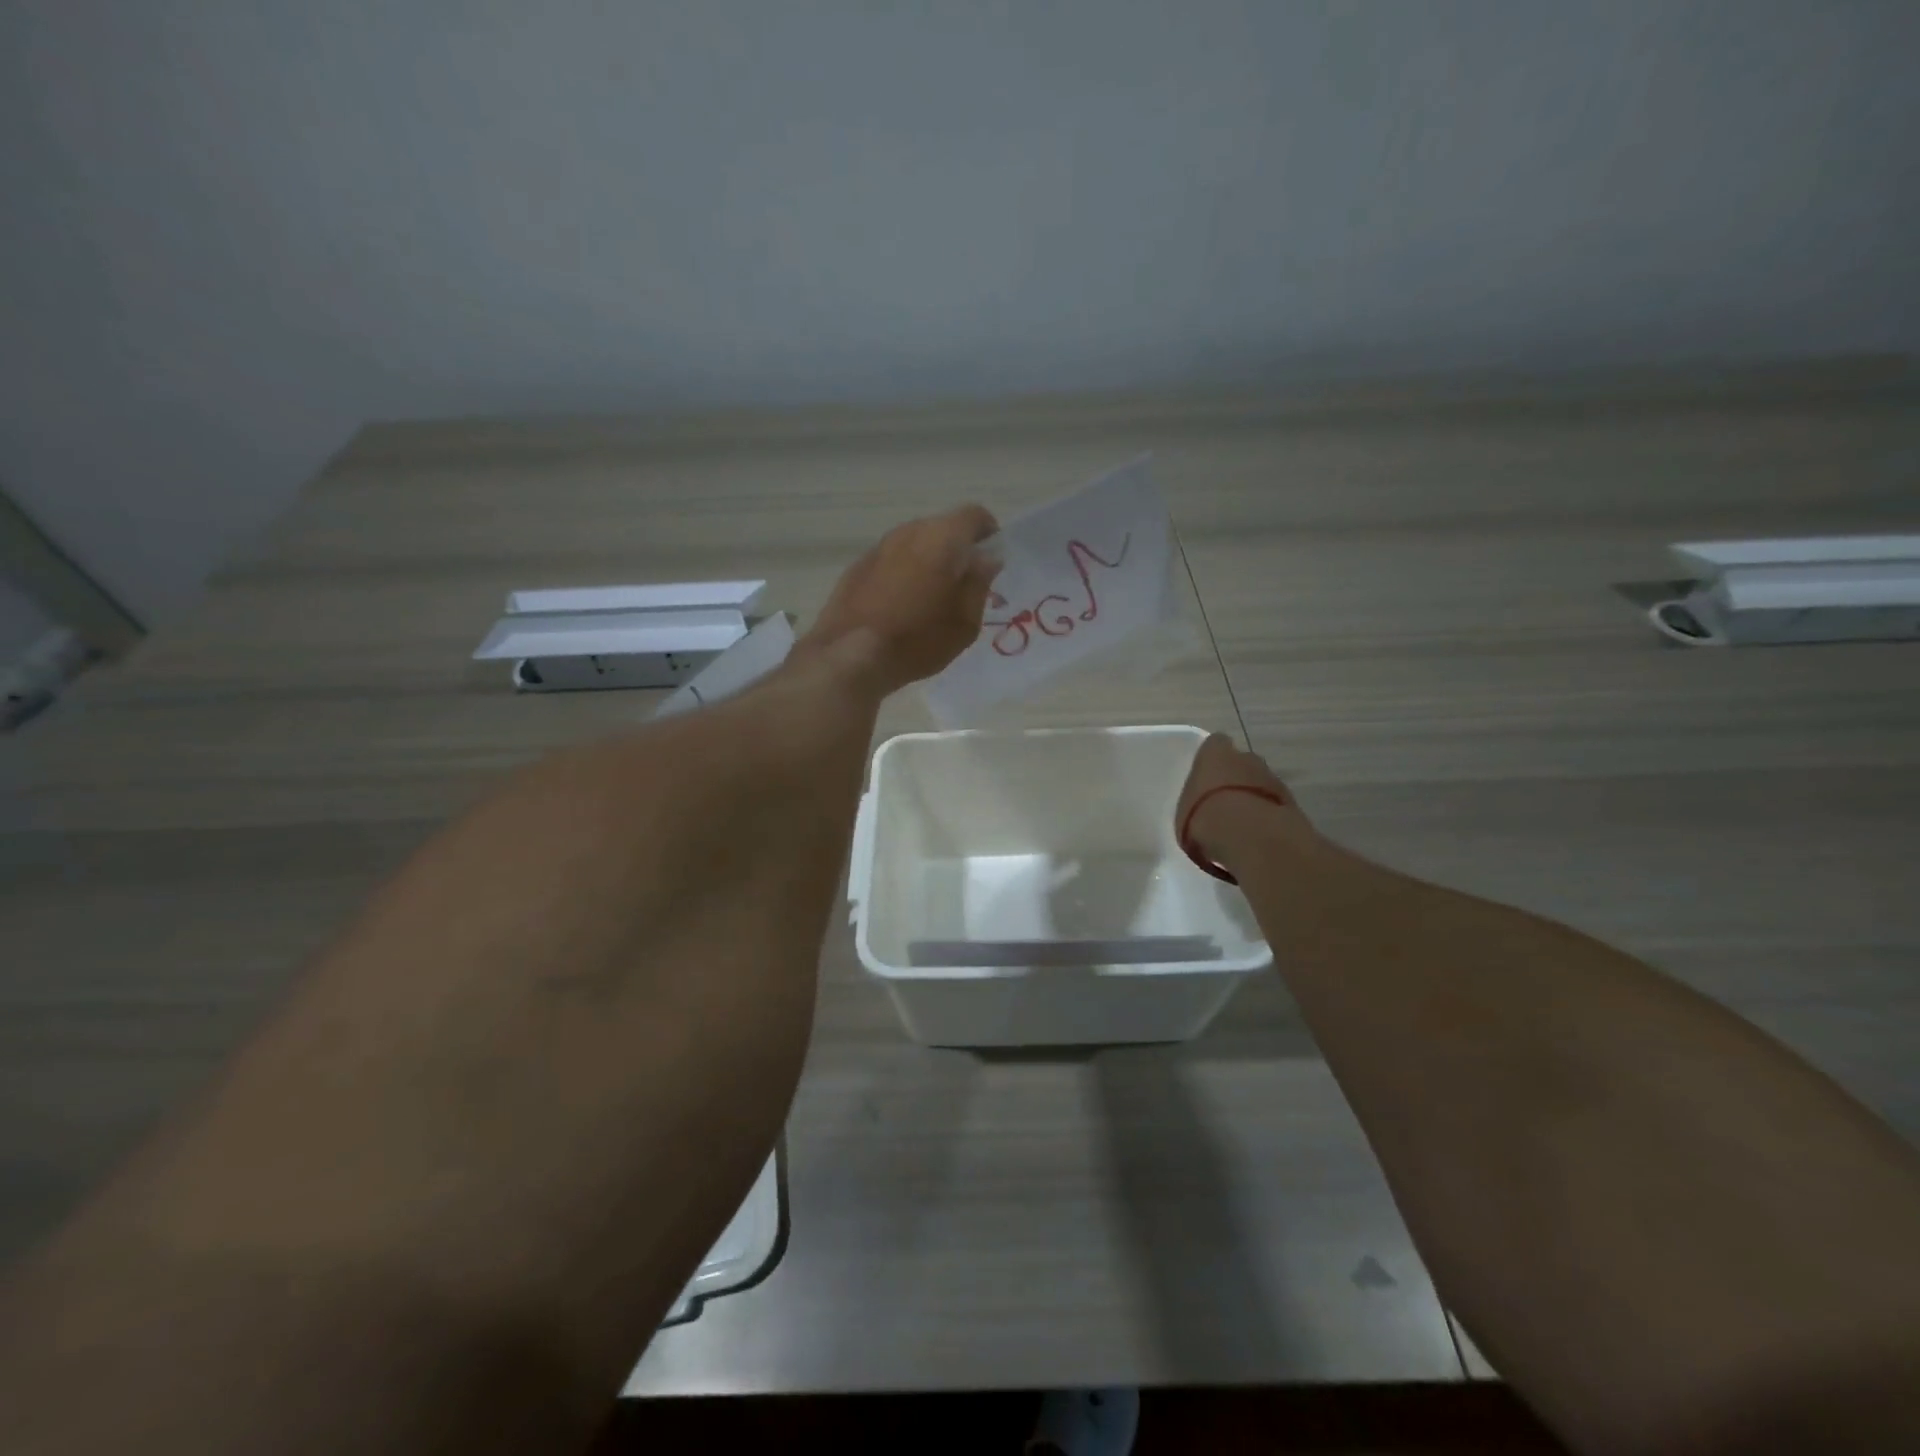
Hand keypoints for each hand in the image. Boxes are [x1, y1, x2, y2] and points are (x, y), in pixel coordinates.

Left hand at [801, 505, 1000, 695]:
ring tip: (931, 597)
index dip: (988, 533)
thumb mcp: (965, 622)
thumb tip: (986, 559)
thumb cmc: (918, 640)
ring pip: (914, 543)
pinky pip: (891, 561)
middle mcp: (908, 531)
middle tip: (963, 584)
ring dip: (928, 561)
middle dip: (957, 549)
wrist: (849, 655)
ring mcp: (878, 547)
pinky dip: (903, 573)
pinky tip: (900, 605)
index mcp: (942, 537)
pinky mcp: (857, 567)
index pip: (974, 515)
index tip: (991, 559)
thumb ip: (979, 583)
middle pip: (942, 527)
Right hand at [1176, 734, 1316, 872]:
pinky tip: (1257, 836)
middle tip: (1225, 802)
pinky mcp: (1293, 805)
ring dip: (1255, 798)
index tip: (1207, 775)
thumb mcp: (1183, 811)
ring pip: (1263, 784)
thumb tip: (1196, 812)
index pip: (1215, 744)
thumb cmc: (1203, 817)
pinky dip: (1268, 817)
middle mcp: (1248, 759)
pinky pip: (1276, 806)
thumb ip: (1195, 802)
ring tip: (1242, 823)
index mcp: (1216, 754)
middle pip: (1243, 762)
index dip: (1212, 758)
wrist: (1247, 837)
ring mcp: (1274, 780)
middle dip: (1237, 778)